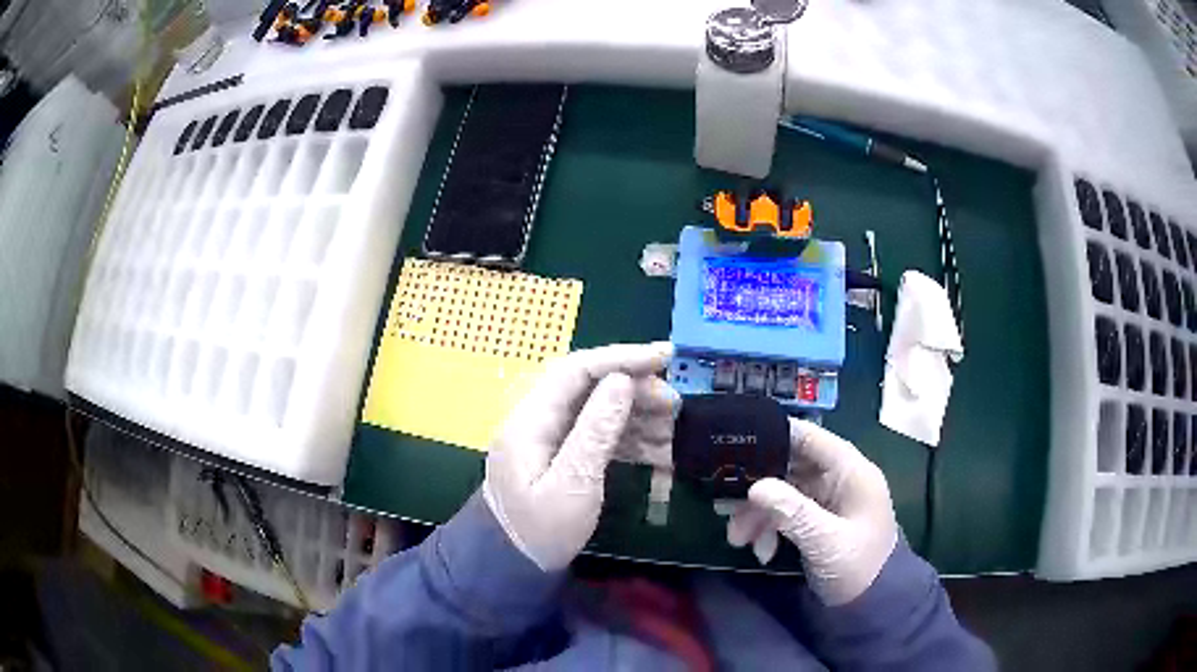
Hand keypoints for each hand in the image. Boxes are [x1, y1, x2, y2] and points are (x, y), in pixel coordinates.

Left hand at [484, 342, 676, 570]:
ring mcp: (548, 436)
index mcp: (529, 420)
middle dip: (634, 387)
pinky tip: (658, 447)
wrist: (512, 564)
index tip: (664, 357)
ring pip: (597, 408)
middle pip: (588, 385)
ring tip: (673, 426)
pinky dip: (629, 436)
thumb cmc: (540, 531)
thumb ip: (596, 432)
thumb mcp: (572, 485)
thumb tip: (621, 382)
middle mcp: (536, 418)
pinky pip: (597, 432)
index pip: (575, 370)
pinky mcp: (561, 454)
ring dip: (637, 413)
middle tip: (674, 402)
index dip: (621, 358)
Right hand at [727, 420, 897, 604]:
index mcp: (851, 472)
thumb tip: (755, 486)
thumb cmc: (857, 566)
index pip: (811, 438)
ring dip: (759, 514)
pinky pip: (787, 514)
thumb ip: (792, 512)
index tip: (737, 443)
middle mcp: (839, 479)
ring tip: (738, 539)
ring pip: (784, 494)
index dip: (776, 436)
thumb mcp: (825, 540)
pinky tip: (762, 552)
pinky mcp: (819, 521)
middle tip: (725, 506)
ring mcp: (829, 501)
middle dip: (758, 489)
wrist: (873, 603)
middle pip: (791, 468)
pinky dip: (770, 529)